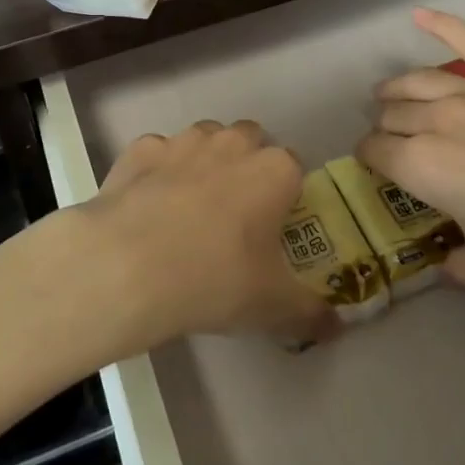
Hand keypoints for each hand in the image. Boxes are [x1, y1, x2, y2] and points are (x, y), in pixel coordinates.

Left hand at [77, 120, 333, 347]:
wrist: (128, 265)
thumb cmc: (215, 279)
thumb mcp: (272, 307)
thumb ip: (310, 312)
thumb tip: (335, 326)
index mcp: (274, 171)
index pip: (294, 167)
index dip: (286, 193)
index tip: (274, 224)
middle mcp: (231, 143)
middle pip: (250, 140)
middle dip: (246, 165)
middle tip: (235, 213)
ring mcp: (183, 141)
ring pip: (204, 138)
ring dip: (204, 161)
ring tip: (190, 206)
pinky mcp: (140, 149)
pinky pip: (158, 153)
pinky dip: (157, 172)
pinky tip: (148, 205)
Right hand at [358, 9, 464, 301]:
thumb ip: (458, 266)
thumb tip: (445, 261)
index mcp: (424, 168)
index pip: (376, 154)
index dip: (371, 163)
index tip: (378, 172)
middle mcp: (438, 120)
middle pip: (394, 114)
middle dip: (385, 128)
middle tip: (394, 143)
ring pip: (419, 80)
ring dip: (396, 89)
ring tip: (389, 95)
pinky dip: (442, 25)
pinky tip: (421, 15)